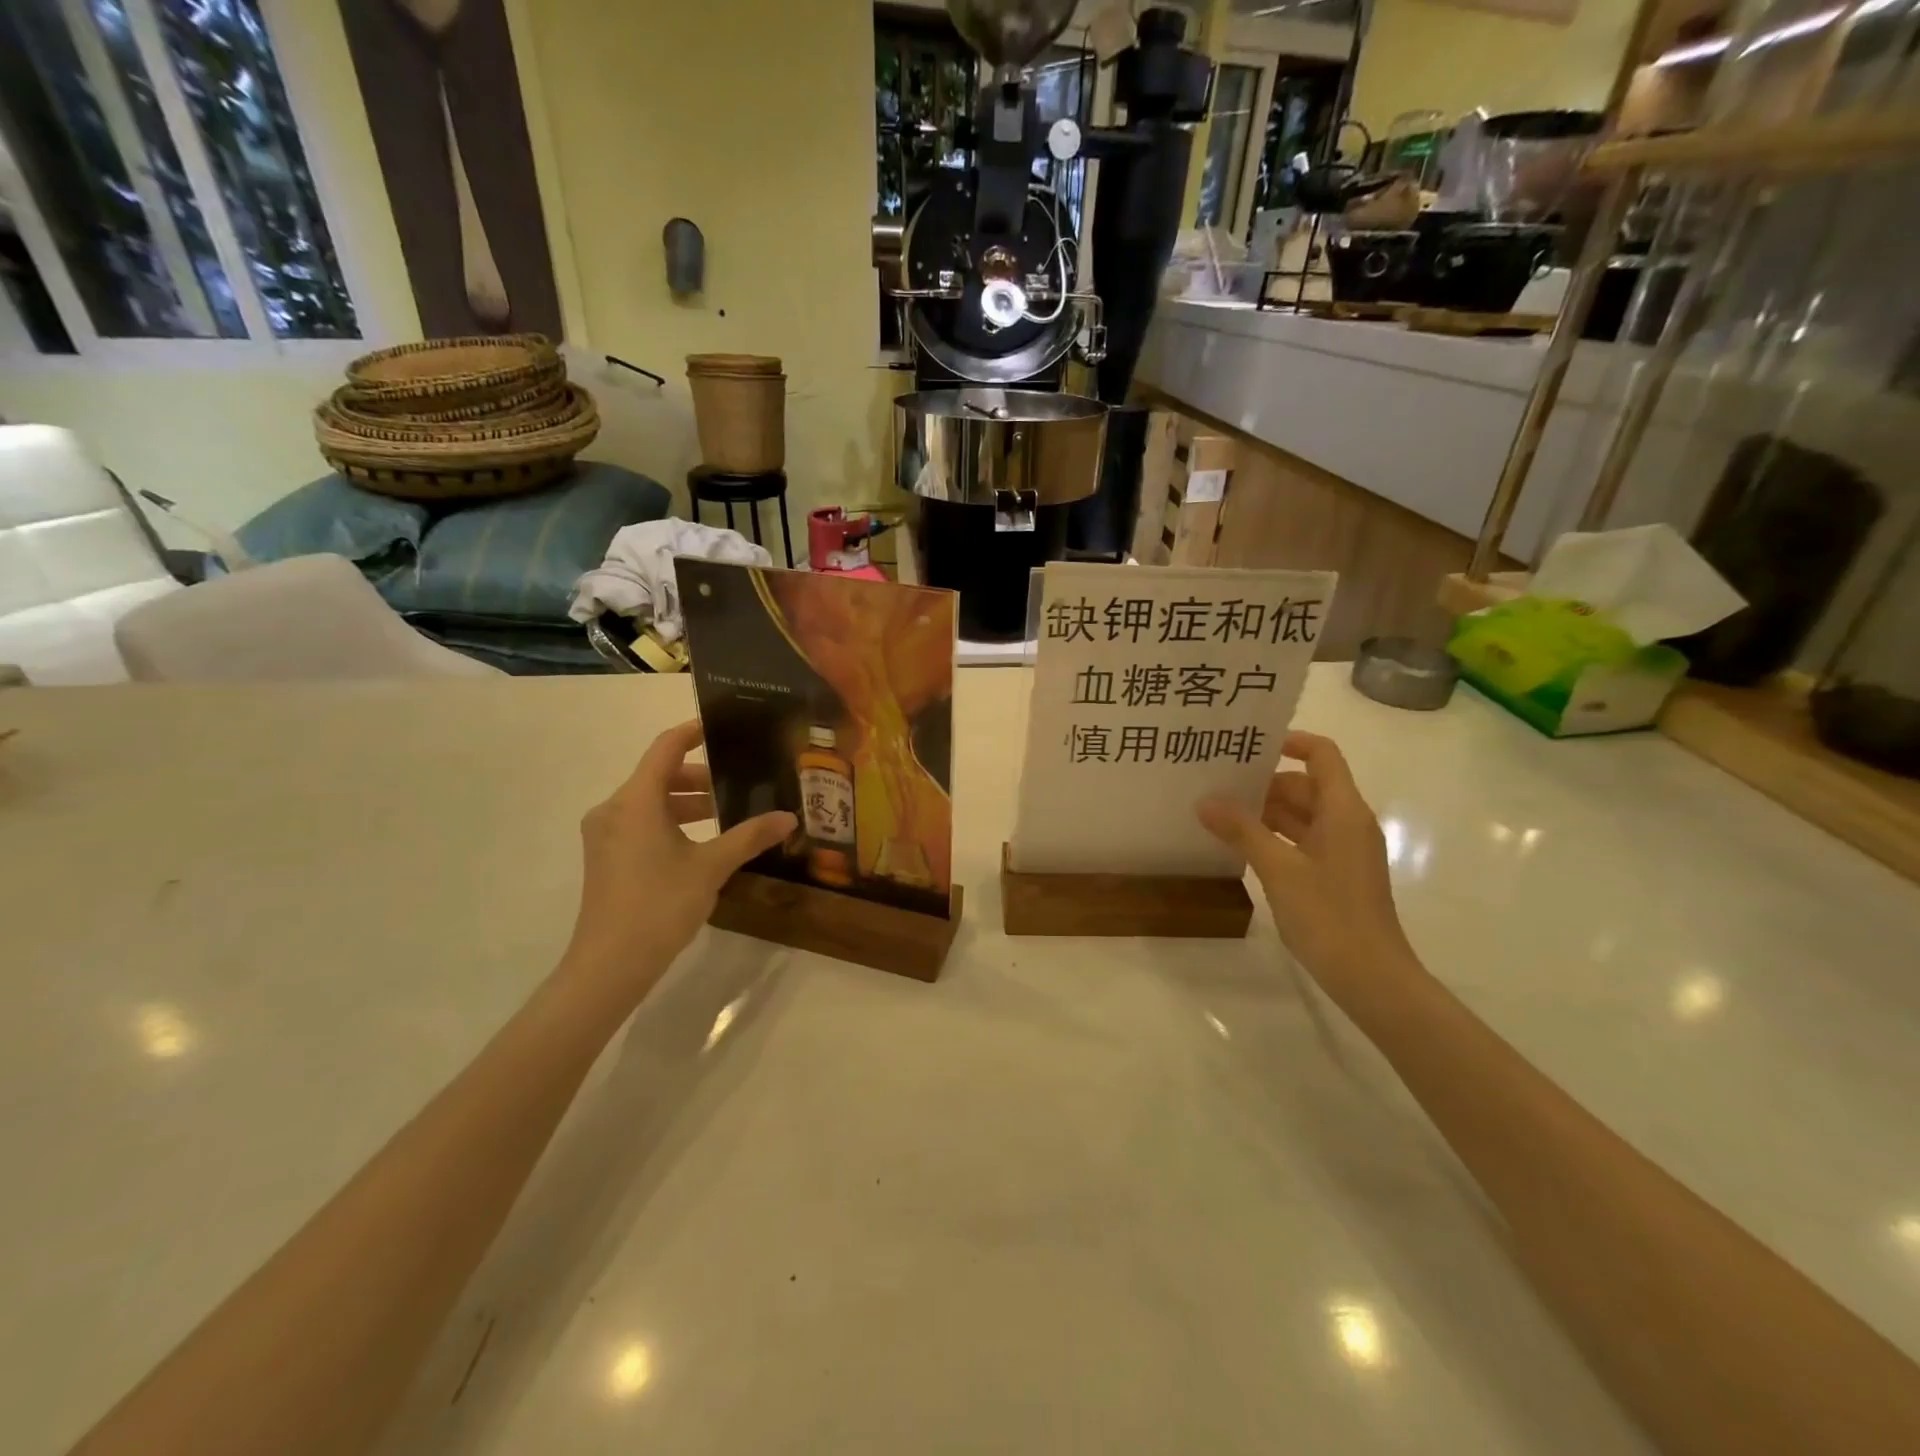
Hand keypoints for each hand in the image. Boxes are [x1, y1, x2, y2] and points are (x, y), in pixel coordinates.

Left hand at [561, 721, 795, 1001]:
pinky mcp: (606, 857)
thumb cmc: (660, 905)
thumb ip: (750, 836)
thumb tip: (789, 817)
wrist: (610, 964)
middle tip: (738, 784)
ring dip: (687, 803)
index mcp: (636, 800)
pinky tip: (700, 843)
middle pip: (659, 775)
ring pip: (650, 802)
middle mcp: (614, 809)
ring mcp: (606, 835)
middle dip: (699, 777)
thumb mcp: (711, 867)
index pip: (665, 748)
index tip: (723, 727)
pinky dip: (671, 822)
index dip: (693, 732)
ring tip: (726, 816)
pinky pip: (641, 823)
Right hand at [1198, 731, 1420, 1009]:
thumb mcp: (1279, 869)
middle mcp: (1348, 823)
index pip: (1322, 755)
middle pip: (1307, 785)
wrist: (1372, 978)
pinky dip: (1275, 837)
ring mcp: (1344, 851)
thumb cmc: (1329, 915)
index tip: (1249, 746)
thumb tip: (1206, 801)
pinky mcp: (1336, 875)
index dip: (1290, 742)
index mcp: (1343, 811)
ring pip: (1303, 815)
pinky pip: (1303, 841)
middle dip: (1265, 782)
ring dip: (1266, 812)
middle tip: (1218, 782)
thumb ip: (1242, 831)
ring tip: (1220, 813)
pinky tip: (1241, 847)